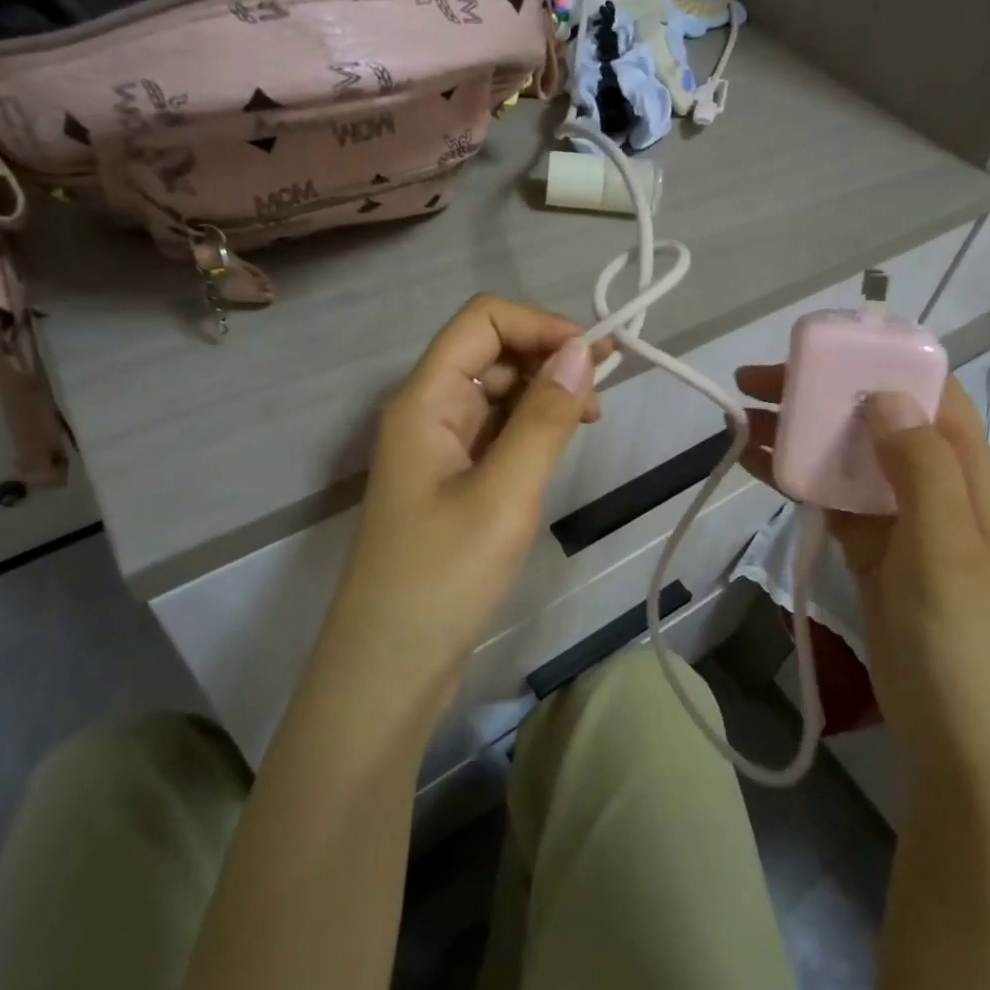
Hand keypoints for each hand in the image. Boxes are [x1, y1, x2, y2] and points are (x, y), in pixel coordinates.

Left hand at [323, 296, 602, 694]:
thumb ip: (544, 418)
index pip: (483, 320)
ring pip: (497, 390)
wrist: (390, 669)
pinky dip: (531, 427)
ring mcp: (438, 446)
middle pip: (491, 350)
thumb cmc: (443, 577)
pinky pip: (495, 430)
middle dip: (548, 358)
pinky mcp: (451, 479)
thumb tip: (582, 351)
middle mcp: (427, 410)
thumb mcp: (505, 494)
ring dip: (543, 393)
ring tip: (587, 424)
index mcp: (425, 398)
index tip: (596, 359)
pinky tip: (557, 448)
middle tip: (599, 402)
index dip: (542, 325)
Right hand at [735, 368, 989, 781]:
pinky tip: (755, 461)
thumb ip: (919, 464)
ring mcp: (898, 517)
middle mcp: (933, 482)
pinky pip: (829, 496)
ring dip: (799, 432)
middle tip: (758, 381)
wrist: (956, 734)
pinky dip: (794, 475)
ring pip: (844, 454)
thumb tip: (882, 395)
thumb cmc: (959, 635)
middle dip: (821, 393)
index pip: (929, 392)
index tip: (823, 351)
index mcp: (967, 471)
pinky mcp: (868, 546)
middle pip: (874, 416)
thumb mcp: (946, 543)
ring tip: (743, 415)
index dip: (880, 362)